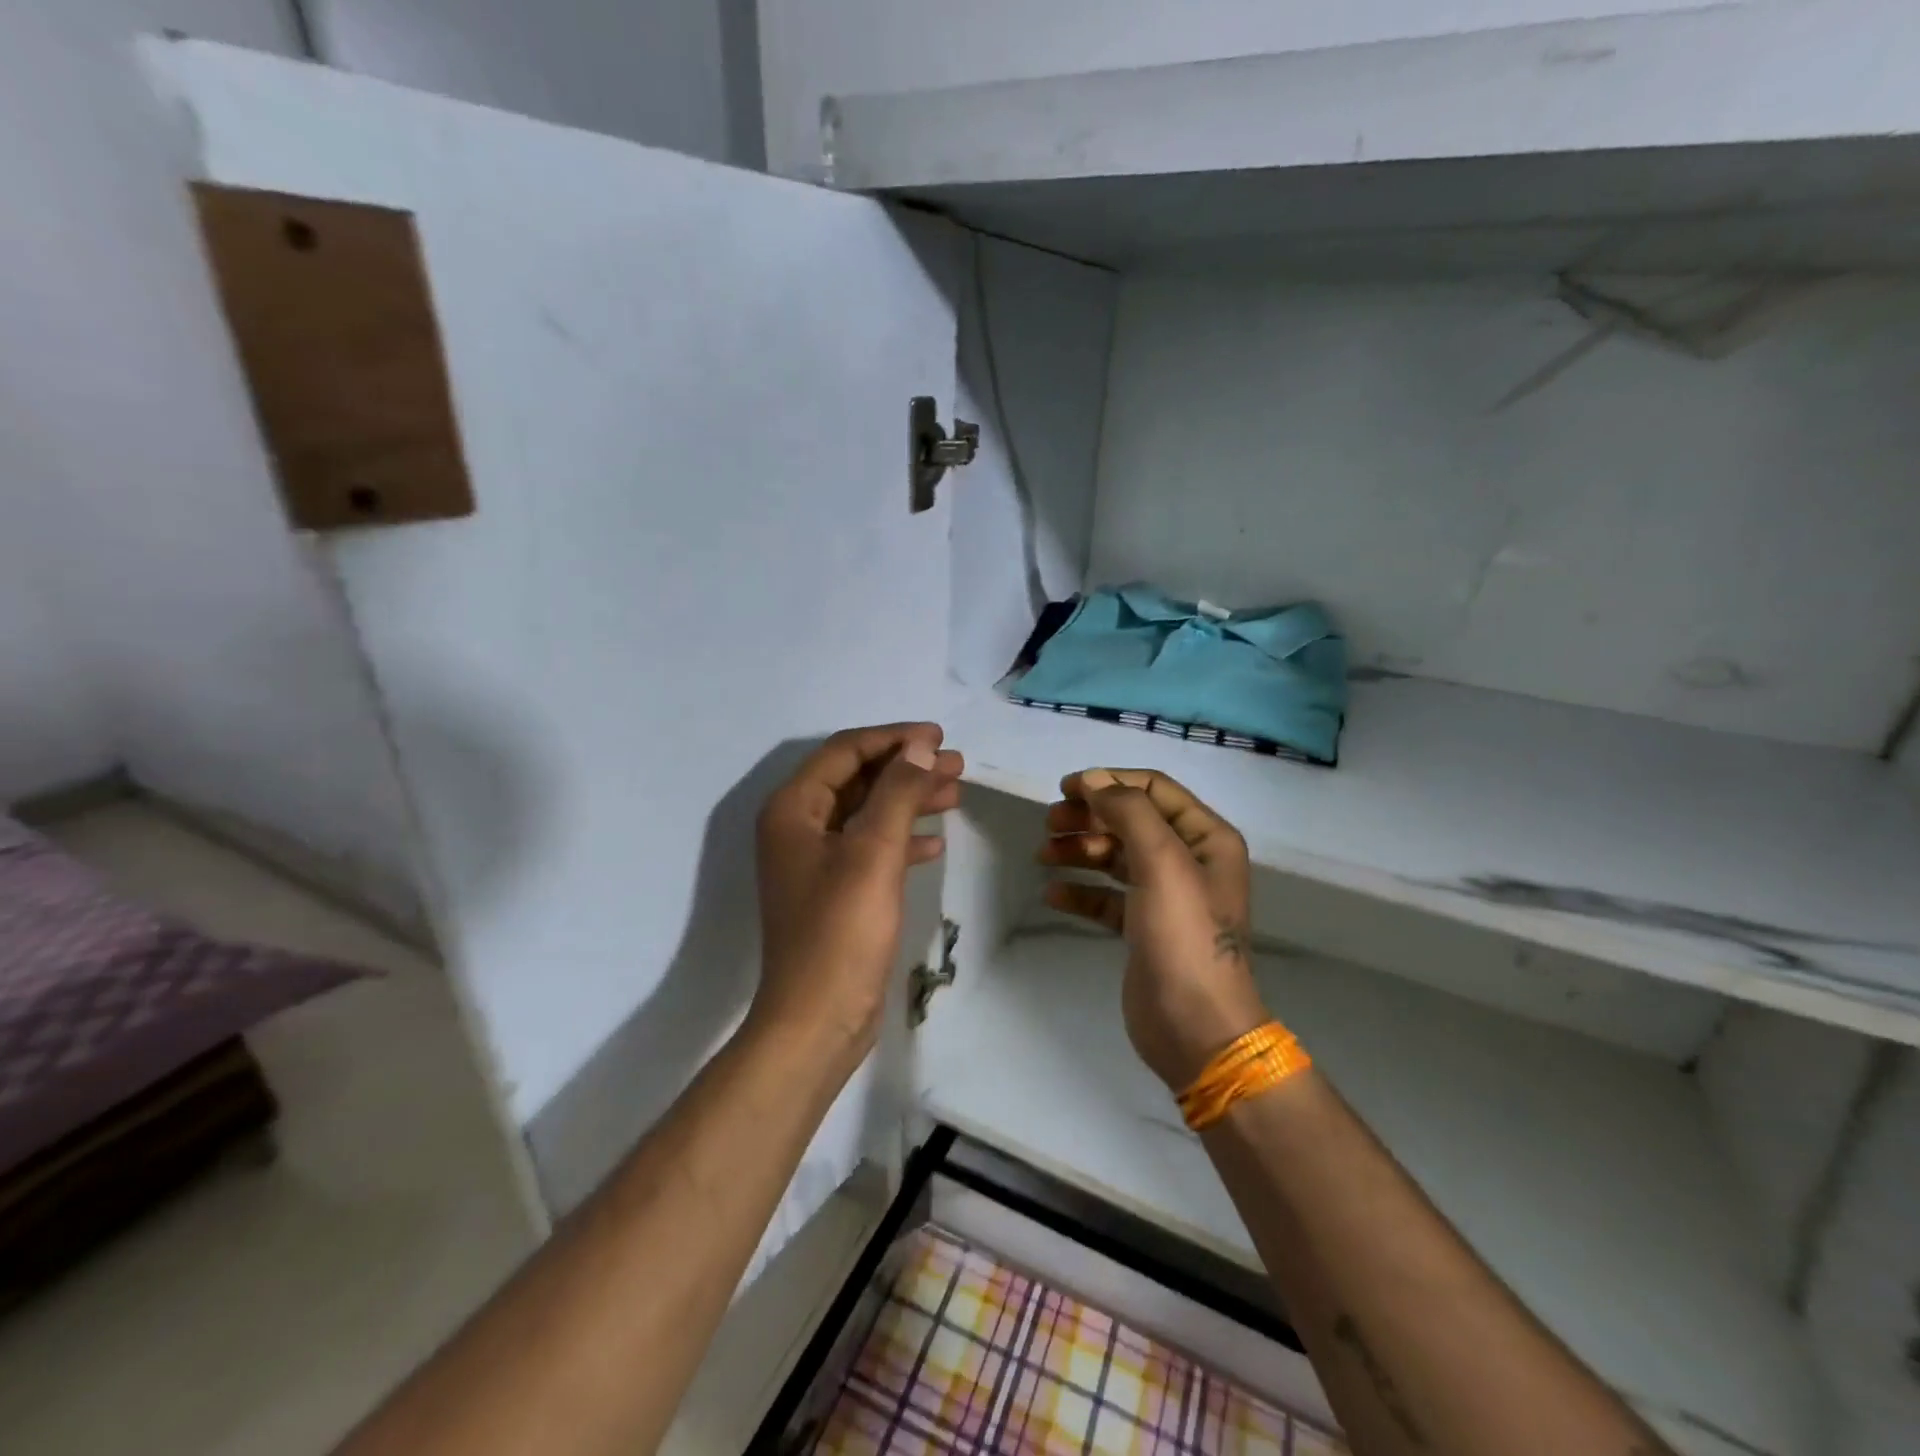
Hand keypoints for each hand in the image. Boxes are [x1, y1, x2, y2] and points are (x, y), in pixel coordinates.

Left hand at [753, 723, 963, 1067]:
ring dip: (909, 800)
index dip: (894, 739)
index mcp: (793, 809)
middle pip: (858, 779)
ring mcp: (815, 861)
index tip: (939, 738)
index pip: (845, 752)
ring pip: (867, 813)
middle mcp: (797, 827)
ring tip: (956, 793)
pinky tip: (934, 844)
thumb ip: (897, 792)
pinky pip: (870, 848)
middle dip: (907, 768)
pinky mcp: (834, 891)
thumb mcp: (873, 852)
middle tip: (957, 765)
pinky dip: (901, 840)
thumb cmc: (841, 931)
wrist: (817, 1020)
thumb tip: (920, 748)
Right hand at [1040, 769, 1267, 1090]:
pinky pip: (1107, 897)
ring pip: (1115, 857)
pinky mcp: (1143, 929)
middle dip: (1090, 817)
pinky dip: (1081, 891)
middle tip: (1049, 823)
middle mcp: (1189, 861)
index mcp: (1206, 838)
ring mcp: (1166, 896)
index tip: (1066, 788)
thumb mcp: (1162, 863)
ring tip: (1044, 855)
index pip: (1154, 789)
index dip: (1110, 782)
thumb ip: (1129, 812)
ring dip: (1080, 850)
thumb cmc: (1184, 937)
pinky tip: (1053, 893)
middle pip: (1131, 821)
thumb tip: (1094, 780)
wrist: (1196, 1027)